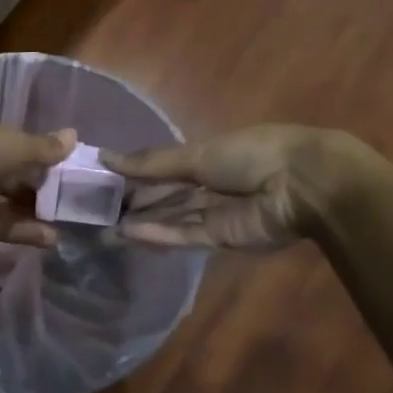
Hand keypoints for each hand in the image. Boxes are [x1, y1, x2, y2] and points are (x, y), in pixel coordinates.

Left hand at [0, 113, 75, 246]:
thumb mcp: (15, 144)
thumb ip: (43, 148)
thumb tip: (74, 136)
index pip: (10, 148)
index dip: (35, 161)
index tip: (61, 173)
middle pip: (6, 179)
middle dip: (34, 192)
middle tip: (65, 204)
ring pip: (1, 204)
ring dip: (30, 215)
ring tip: (61, 227)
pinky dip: (19, 231)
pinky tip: (47, 238)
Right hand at [104, 125, 350, 249]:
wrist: (300, 184)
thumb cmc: (249, 154)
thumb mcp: (196, 153)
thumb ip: (151, 163)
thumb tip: (105, 157)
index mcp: (206, 157)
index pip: (160, 168)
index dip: (132, 174)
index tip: (98, 179)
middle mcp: (208, 186)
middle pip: (163, 196)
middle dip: (132, 202)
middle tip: (92, 209)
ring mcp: (214, 214)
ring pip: (170, 218)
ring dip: (139, 222)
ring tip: (103, 227)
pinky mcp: (220, 239)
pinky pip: (183, 235)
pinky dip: (157, 234)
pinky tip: (128, 234)